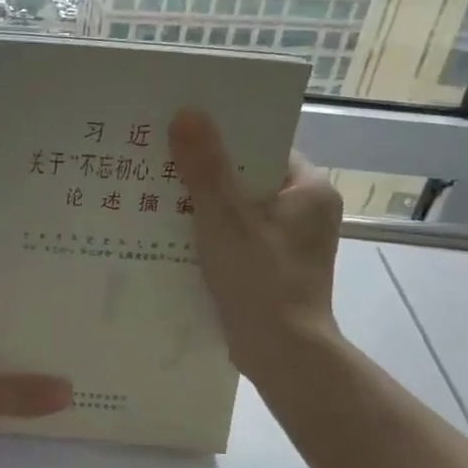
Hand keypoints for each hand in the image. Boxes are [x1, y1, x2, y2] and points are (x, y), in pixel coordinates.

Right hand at [168, 109, 344, 380]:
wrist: (282, 354)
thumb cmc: (260, 279)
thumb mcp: (225, 218)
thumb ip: (205, 167)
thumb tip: (186, 113)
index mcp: (310, 190)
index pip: (264, 147)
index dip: (225, 137)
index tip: (184, 132)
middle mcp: (307, 212)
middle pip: (248, 178)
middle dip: (207, 173)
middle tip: (162, 162)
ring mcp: (292, 244)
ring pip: (240, 211)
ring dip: (205, 206)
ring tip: (158, 195)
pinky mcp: (274, 269)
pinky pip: (238, 239)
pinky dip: (212, 235)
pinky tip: (175, 236)